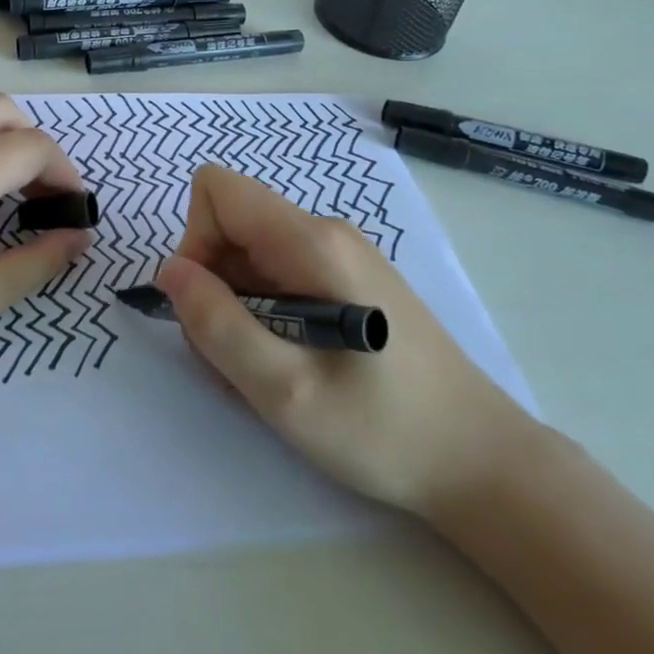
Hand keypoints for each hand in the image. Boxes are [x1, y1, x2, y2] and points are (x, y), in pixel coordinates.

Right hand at [156, 164, 533, 515]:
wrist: (482, 463)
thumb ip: (217, 325)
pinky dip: (263, 314)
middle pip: (231, 224)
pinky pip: (278, 275)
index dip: (195, 242)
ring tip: (267, 370)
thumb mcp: (285, 391)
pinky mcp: (348, 280)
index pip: (217, 191)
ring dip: (236, 307)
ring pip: (250, 254)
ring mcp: (340, 255)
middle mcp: (325, 232)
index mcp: (311, 242)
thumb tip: (170, 272)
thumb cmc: (384, 431)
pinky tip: (290, 365)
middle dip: (213, 285)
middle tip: (237, 357)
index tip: (210, 307)